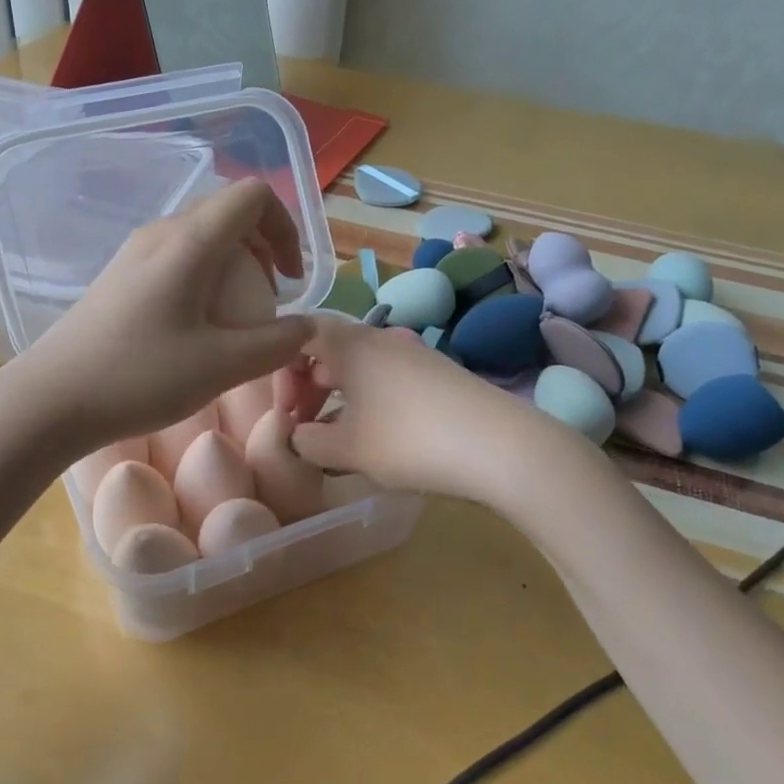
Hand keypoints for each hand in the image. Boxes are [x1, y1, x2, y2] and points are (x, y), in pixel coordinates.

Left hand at [17, 178, 313, 454]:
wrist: (50, 399)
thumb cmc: (138, 377)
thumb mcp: (220, 366)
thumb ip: (275, 344)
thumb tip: (307, 327)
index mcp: (189, 241)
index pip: (253, 196)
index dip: (285, 226)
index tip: (288, 279)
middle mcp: (161, 233)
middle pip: (227, 211)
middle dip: (262, 245)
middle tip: (269, 297)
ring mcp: (135, 252)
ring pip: (200, 234)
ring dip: (233, 262)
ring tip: (237, 315)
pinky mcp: (119, 276)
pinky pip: (175, 257)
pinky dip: (204, 276)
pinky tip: (197, 326)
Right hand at [290, 315, 567, 503]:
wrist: (502, 447)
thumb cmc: (409, 440)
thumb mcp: (347, 449)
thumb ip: (307, 442)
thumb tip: (298, 436)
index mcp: (350, 344)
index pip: (298, 334)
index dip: (281, 368)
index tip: (285, 411)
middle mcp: (379, 339)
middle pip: (327, 349)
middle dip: (307, 386)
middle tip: (302, 427)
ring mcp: (412, 354)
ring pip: (358, 366)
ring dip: (337, 397)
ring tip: (335, 438)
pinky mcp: (437, 376)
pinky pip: (385, 379)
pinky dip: (367, 402)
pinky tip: (376, 438)